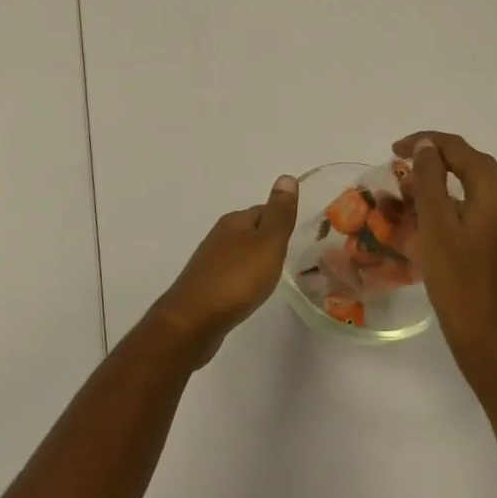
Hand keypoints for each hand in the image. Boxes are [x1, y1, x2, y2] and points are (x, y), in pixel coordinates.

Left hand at [149, 175, 299, 367]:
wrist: (193, 321)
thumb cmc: (236, 279)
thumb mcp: (267, 243)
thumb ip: (279, 214)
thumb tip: (286, 176)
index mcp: (235, 222)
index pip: (265, 211)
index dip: (283, 221)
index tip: (303, 236)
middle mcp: (220, 236)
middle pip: (253, 231)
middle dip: (271, 240)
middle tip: (295, 256)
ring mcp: (211, 261)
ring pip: (242, 253)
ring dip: (258, 260)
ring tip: (277, 275)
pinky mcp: (207, 285)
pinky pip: (234, 273)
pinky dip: (246, 278)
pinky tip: (253, 292)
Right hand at [395, 133, 496, 371]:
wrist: (490, 339)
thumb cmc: (457, 279)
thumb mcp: (436, 224)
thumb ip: (430, 178)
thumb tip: (427, 147)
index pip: (461, 150)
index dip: (426, 143)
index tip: (394, 150)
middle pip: (473, 165)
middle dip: (436, 159)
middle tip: (402, 163)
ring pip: (477, 188)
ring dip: (445, 182)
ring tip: (411, 189)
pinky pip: (481, 210)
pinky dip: (455, 203)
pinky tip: (432, 218)